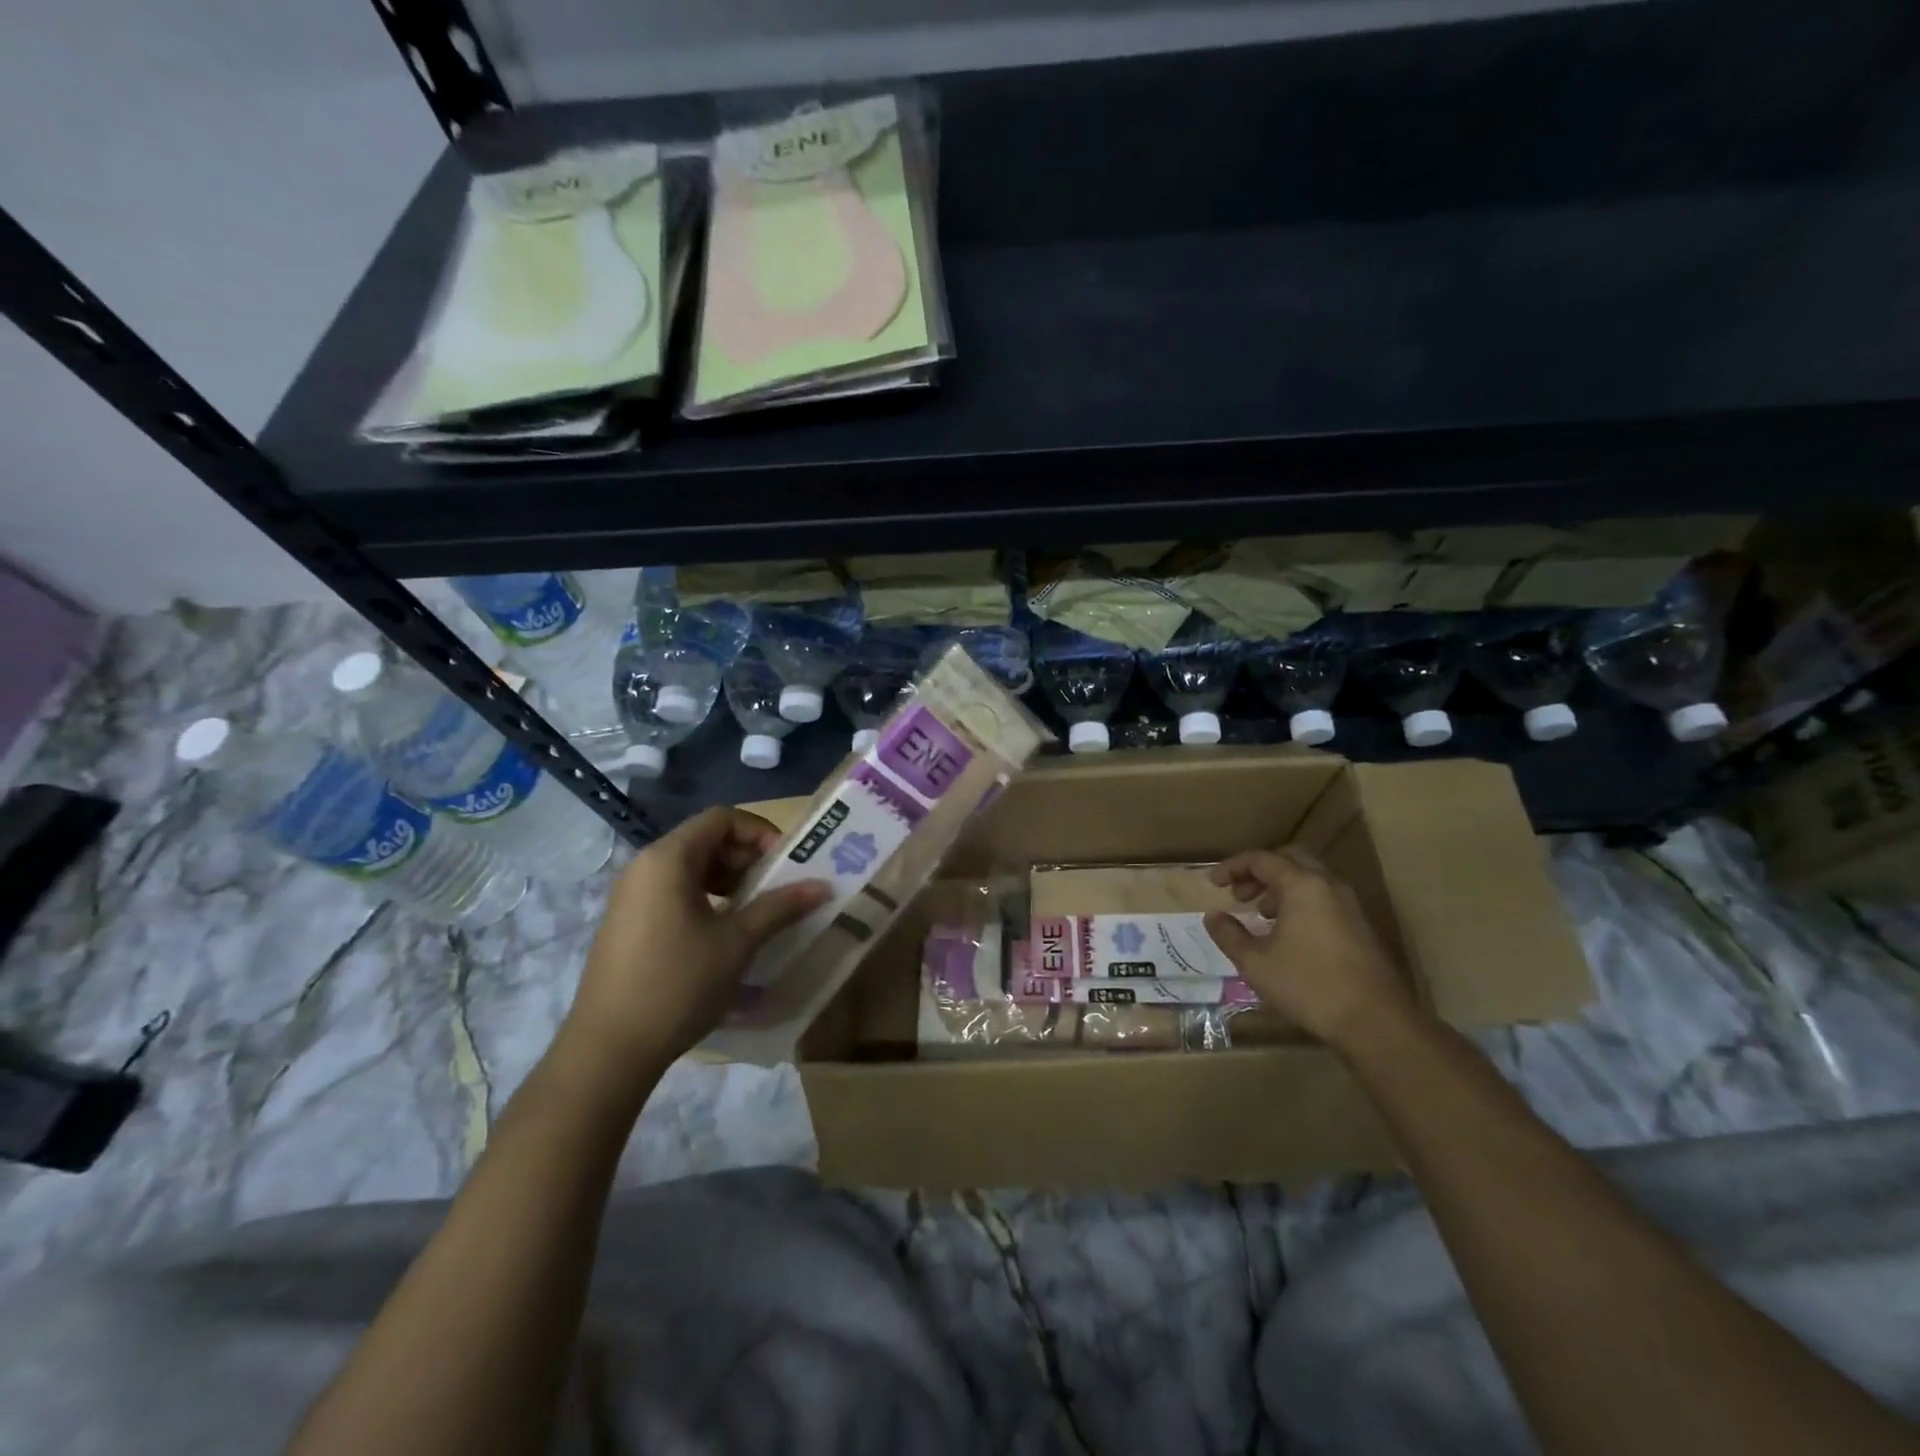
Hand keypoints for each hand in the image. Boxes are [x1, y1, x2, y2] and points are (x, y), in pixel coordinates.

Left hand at [555, 808, 828, 1098]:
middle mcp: (645, 867)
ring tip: (756, 912)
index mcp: (668, 859)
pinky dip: (706, 899)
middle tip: (777, 889)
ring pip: (690, 868)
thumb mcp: (738, 942)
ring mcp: (632, 895)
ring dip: (730, 880)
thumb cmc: (678, 983)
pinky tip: (724, 933)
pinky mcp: (628, 922)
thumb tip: (822, 886)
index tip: (786, 864)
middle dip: (747, 858)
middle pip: (706, 840)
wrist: (609, 1049)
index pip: (722, 819)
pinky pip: (674, 892)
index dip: (760, 833)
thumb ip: (781, 907)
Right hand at [1203, 847, 1416, 1049]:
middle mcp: (1328, 886)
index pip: (1260, 859)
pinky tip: (1287, 934)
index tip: (1212, 884)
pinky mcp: (1359, 927)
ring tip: (1260, 915)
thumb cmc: (1308, 985)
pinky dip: (1298, 903)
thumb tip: (1212, 916)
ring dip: (1279, 889)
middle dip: (1258, 873)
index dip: (1232, 867)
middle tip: (1238, 894)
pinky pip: (1322, 899)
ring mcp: (1349, 906)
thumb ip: (1229, 934)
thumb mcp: (1255, 962)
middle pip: (1289, 861)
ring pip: (1308, 880)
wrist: (1375, 1022)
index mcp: (1302, 885)